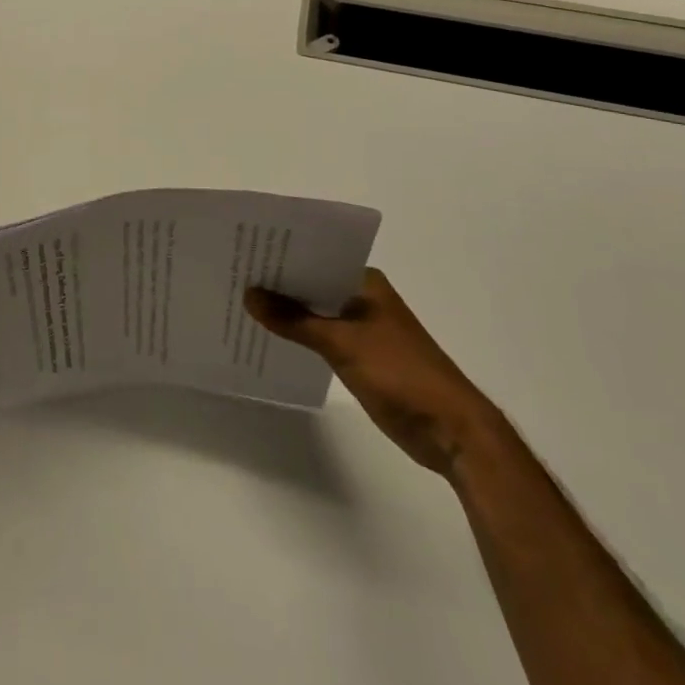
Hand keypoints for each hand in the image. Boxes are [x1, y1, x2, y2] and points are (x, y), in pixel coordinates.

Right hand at [247, 267, 498, 476]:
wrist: (451, 431)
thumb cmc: (401, 374)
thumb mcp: (342, 343)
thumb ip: (295, 320)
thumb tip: (249, 294)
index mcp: (365, 281)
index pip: (315, 257)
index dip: (281, 257)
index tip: (244, 253)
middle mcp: (363, 298)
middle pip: (313, 284)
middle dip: (278, 285)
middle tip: (233, 277)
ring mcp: (363, 328)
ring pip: (316, 311)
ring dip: (287, 312)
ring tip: (242, 305)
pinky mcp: (362, 356)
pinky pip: (322, 336)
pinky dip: (300, 335)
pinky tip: (270, 337)